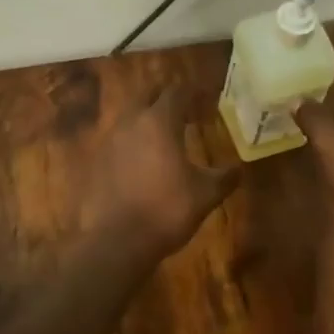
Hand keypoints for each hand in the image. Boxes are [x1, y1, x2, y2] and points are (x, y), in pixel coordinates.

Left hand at [83, 85, 237, 258]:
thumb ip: (224, 177)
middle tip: (185, 113)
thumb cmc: (166, 210)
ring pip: (129, 118)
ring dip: (147, 121)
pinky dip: (131, 144)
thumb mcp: (205, 195)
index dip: (193, 92)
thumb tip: (239, 169)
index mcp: (159, 122)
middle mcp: (130, 122)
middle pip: (148, 97)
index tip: (207, 98)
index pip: (177, 91)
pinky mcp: (94, 162)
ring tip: (164, 138)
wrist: (115, 241)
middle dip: (167, 100)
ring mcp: (108, 141)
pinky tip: (142, 163)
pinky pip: (116, 142)